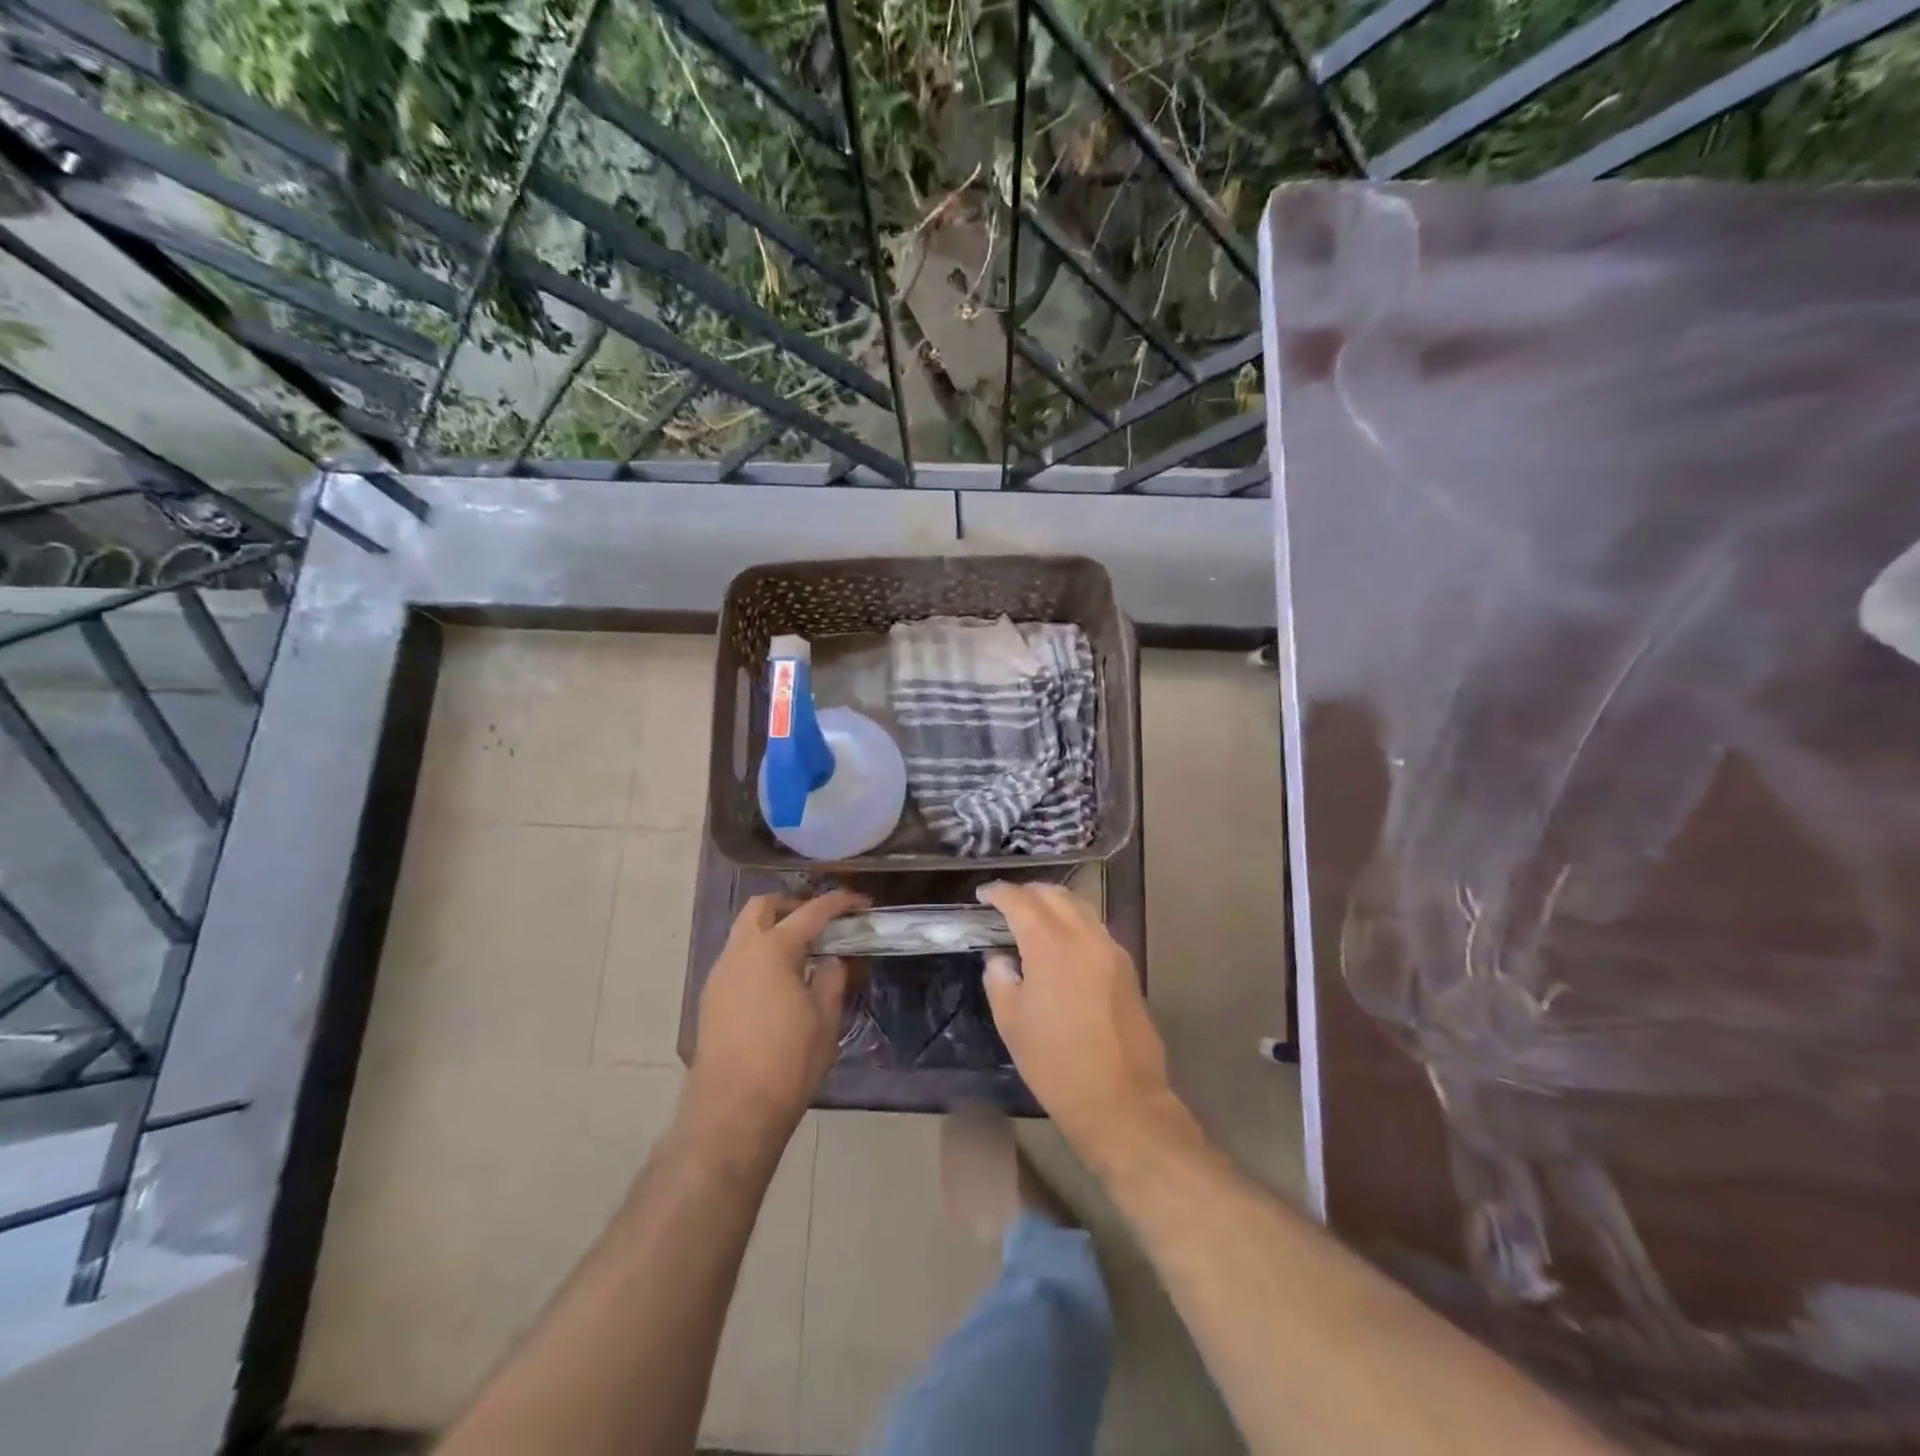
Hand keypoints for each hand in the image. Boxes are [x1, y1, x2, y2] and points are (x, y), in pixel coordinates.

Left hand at [689, 890, 866, 1141]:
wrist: (732, 1112)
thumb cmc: (787, 1061)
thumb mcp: (825, 1018)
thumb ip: (832, 977)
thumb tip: (831, 959)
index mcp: (772, 949)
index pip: (811, 911)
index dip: (839, 903)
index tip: (862, 902)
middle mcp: (739, 952)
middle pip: (762, 907)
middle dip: (792, 905)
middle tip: (820, 922)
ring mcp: (719, 976)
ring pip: (744, 933)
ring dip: (772, 931)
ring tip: (803, 955)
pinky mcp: (710, 1000)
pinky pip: (737, 961)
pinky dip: (759, 956)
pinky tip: (779, 984)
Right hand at [978, 881, 1175, 1155]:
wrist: (1122, 1100)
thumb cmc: (1057, 1065)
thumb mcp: (1012, 1025)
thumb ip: (1000, 981)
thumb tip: (999, 959)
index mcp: (1051, 946)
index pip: (1021, 901)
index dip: (999, 892)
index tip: (983, 894)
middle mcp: (1084, 936)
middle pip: (1054, 894)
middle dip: (1027, 892)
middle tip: (1006, 903)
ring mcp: (1111, 949)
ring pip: (1080, 907)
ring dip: (1054, 903)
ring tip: (1033, 917)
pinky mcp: (1127, 967)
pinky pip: (1095, 928)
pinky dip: (1074, 922)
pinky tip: (1062, 942)